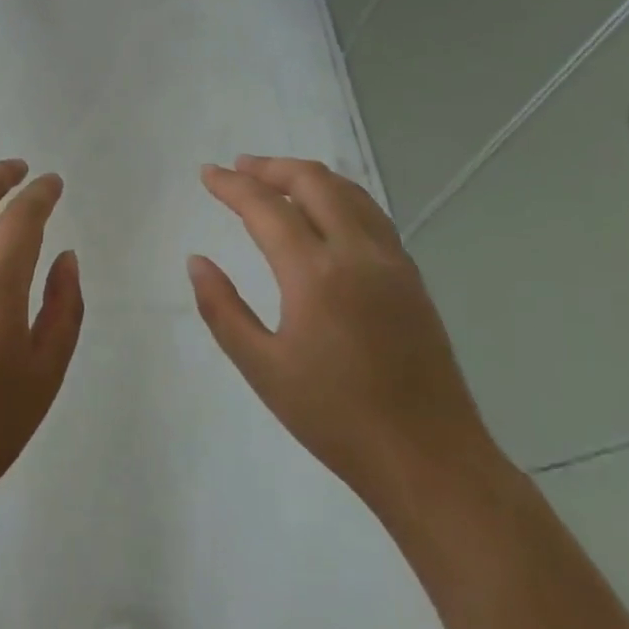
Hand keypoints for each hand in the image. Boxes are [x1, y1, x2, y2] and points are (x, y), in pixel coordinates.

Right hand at [188, 155, 497, 512]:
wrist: (430, 461)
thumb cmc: (335, 418)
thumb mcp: (262, 368)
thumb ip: (222, 309)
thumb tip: (197, 261)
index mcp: (316, 275)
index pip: (266, 208)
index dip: (232, 185)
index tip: (207, 173)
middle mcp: (358, 254)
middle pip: (314, 182)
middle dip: (271, 167)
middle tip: (239, 168)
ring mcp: (392, 263)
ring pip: (349, 192)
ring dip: (307, 177)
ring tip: (275, 179)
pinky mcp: (412, 279)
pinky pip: (371, 215)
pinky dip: (338, 197)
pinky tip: (323, 213)